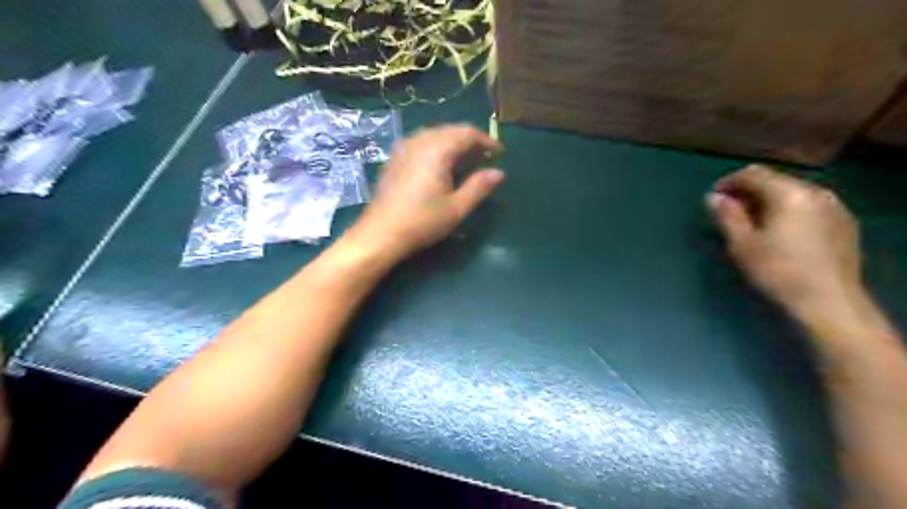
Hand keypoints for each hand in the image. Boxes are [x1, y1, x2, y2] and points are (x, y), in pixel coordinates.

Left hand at [347, 122, 502, 258]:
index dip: (486, 141)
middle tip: (485, 158)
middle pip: (450, 130)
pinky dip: (436, 148)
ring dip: (453, 143)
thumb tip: (499, 173)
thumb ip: (479, 187)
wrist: (380, 234)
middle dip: (470, 141)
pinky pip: (420, 143)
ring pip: (434, 135)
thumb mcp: (457, 208)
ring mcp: (403, 148)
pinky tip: (439, 165)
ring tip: (465, 161)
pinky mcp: (394, 159)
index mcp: (437, 150)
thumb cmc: (422, 222)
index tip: (500, 153)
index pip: (467, 133)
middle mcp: (419, 141)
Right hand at [704, 165, 859, 312]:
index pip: (754, 174)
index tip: (714, 198)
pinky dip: (788, 211)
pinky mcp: (844, 224)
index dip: (729, 182)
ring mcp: (835, 207)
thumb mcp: (742, 244)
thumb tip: (713, 197)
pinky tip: (780, 231)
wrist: (829, 302)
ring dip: (769, 201)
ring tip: (752, 221)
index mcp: (789, 194)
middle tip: (730, 211)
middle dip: (749, 191)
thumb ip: (727, 215)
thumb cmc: (778, 271)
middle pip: (776, 180)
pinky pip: (809, 206)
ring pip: (793, 193)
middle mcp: (816, 192)